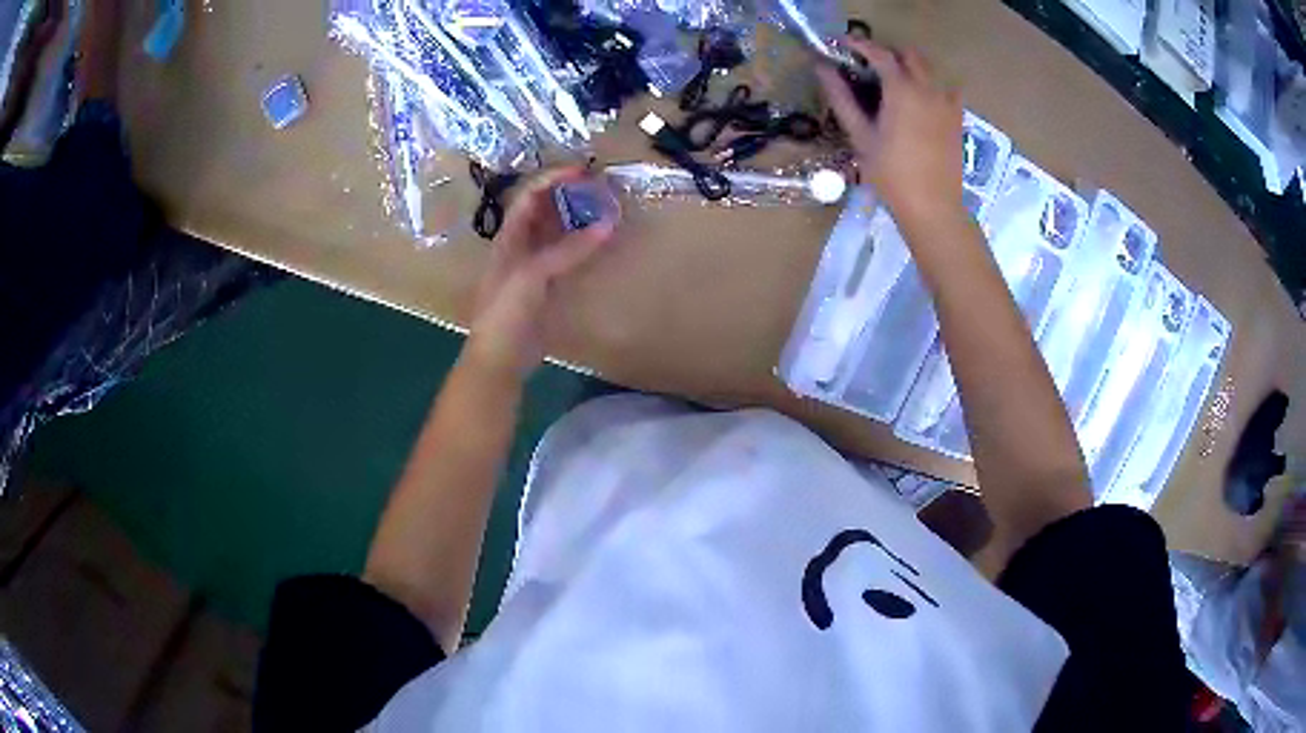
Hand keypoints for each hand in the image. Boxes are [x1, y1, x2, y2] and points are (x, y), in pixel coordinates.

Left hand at [467, 167, 616, 379]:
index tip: (584, 171)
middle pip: (544, 211)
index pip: (530, 196)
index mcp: (509, 237)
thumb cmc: (505, 312)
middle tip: (600, 189)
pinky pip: (566, 258)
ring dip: (578, 220)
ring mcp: (533, 267)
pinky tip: (601, 244)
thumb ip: (568, 250)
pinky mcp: (546, 288)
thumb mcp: (533, 276)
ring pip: (557, 233)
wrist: (499, 359)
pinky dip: (583, 247)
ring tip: (605, 209)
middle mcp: (520, 246)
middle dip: (569, 196)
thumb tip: (607, 223)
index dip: (554, 179)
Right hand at [817, 40, 964, 227]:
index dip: (859, 45)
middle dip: (887, 53)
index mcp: (902, 89)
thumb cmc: (891, 174)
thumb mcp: (861, 136)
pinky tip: (919, 102)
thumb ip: (842, 98)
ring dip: (910, 67)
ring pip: (929, 69)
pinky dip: (929, 85)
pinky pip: (945, 89)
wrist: (933, 207)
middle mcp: (928, 88)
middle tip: (868, 66)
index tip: (842, 44)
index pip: (879, 53)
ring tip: (893, 83)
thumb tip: (822, 69)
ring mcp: (947, 103)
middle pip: (908, 55)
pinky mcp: (957, 119)